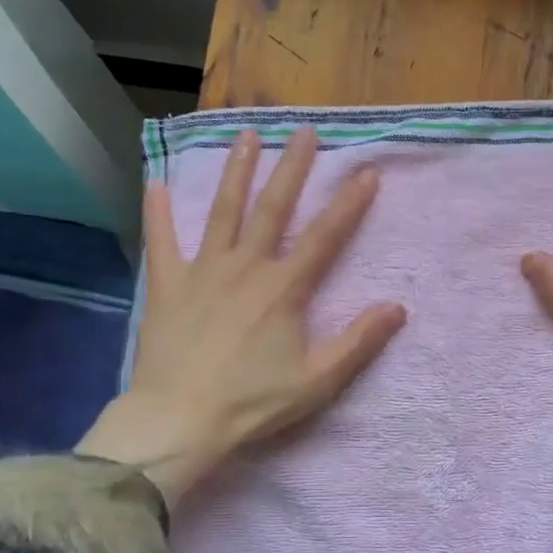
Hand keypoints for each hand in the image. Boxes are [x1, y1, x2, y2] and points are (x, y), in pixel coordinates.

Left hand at [77, 126, 406, 509]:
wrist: (179, 421)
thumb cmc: (252, 403)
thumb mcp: (317, 381)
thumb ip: (358, 341)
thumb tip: (398, 307)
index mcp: (284, 289)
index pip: (325, 236)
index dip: (349, 203)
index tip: (367, 171)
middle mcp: (245, 267)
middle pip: (273, 208)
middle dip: (293, 168)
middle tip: (305, 131)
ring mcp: (203, 272)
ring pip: (223, 212)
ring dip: (237, 172)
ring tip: (246, 136)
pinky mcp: (167, 285)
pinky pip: (161, 242)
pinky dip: (157, 213)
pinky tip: (155, 183)